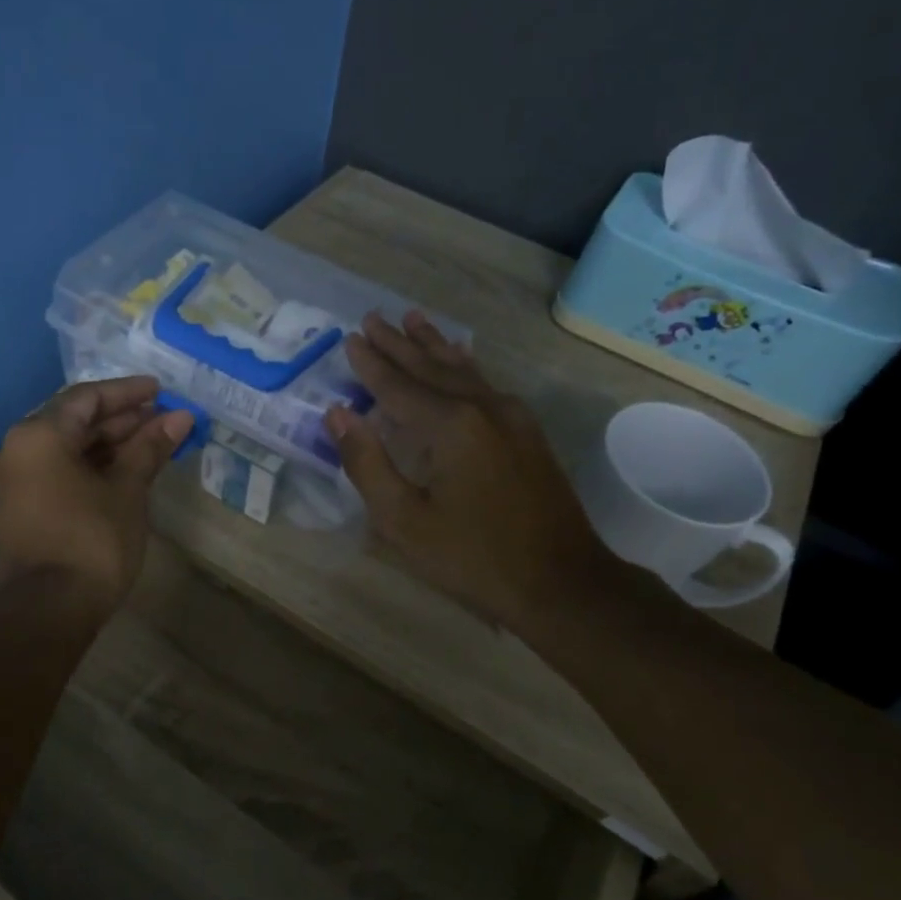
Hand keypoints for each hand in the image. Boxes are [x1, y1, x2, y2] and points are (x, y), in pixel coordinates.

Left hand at [0, 376, 193, 614]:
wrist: (47, 611)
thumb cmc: (91, 541)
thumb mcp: (127, 490)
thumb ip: (150, 448)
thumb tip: (180, 418)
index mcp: (38, 435)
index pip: (87, 398)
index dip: (128, 393)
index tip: (162, 391)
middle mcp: (19, 449)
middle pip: (76, 421)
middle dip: (123, 420)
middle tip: (165, 420)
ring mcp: (17, 480)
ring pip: (69, 448)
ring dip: (111, 444)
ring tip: (154, 443)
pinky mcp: (24, 507)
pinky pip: (61, 471)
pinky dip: (94, 466)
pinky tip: (127, 470)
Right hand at [324, 312, 618, 632]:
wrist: (563, 583)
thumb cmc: (473, 558)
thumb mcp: (404, 521)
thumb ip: (367, 463)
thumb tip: (338, 414)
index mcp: (450, 426)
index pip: (398, 386)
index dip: (371, 364)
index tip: (350, 338)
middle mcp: (483, 407)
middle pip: (431, 368)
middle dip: (399, 343)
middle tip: (374, 316)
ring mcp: (512, 417)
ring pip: (463, 369)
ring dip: (433, 345)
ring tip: (414, 318)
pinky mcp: (528, 432)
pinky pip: (486, 384)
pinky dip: (464, 364)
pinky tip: (460, 358)